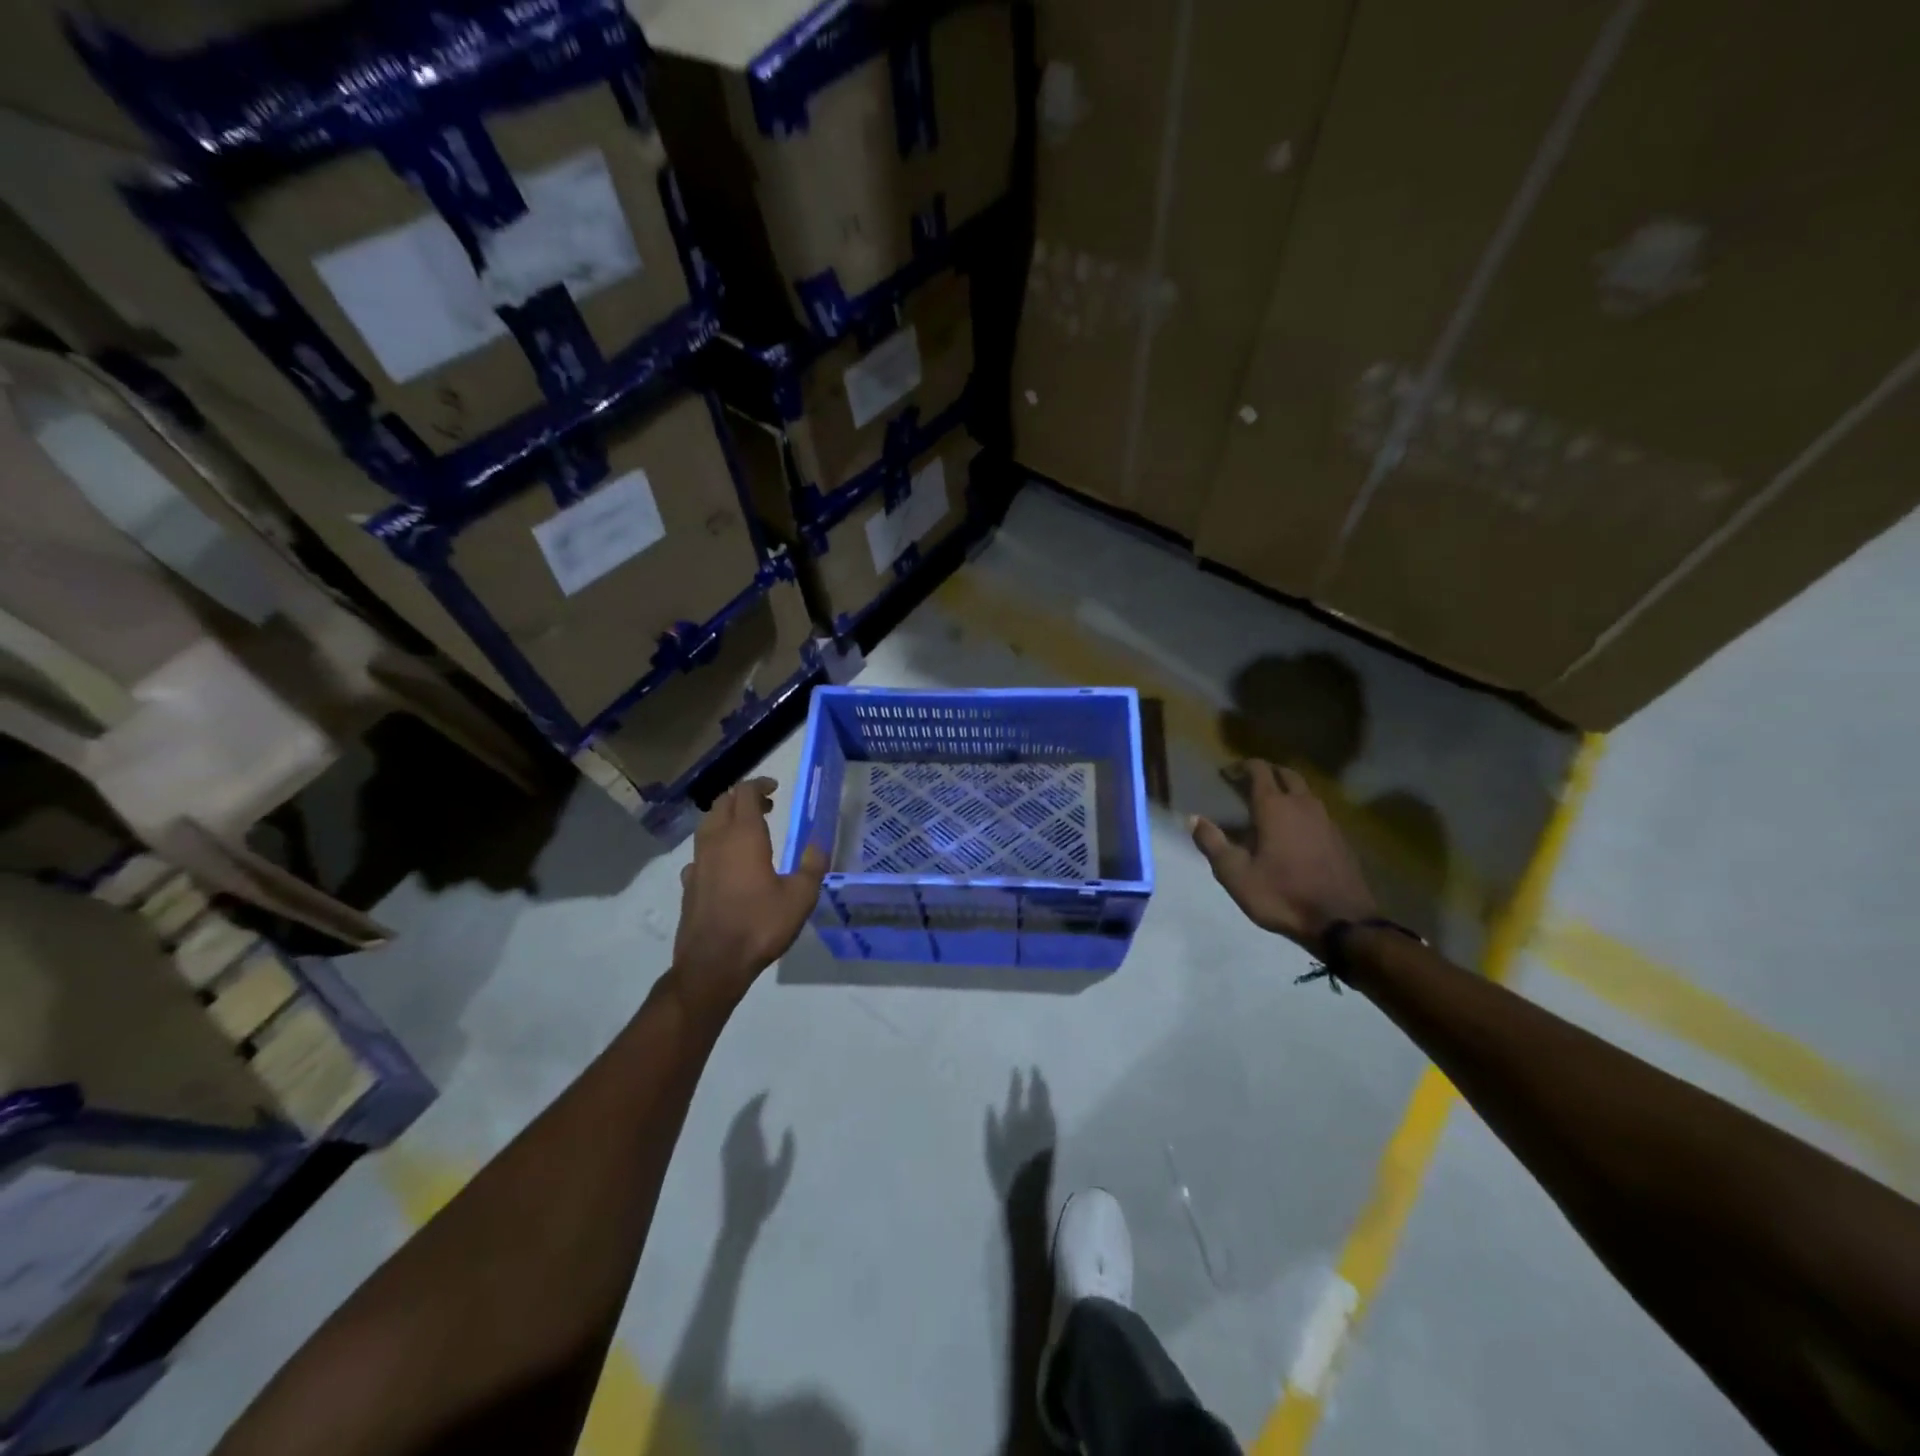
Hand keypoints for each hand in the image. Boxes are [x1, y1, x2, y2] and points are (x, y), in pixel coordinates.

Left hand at [669, 777, 827, 1020]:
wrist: (713, 963)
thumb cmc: (760, 925)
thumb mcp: (800, 897)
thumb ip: (812, 866)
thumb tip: (818, 844)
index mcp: (744, 836)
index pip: (744, 794)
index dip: (759, 785)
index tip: (775, 788)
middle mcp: (716, 842)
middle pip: (722, 804)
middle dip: (743, 799)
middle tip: (766, 806)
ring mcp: (697, 863)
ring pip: (707, 826)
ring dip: (726, 820)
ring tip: (747, 832)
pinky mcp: (688, 884)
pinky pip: (700, 853)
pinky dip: (714, 848)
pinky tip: (725, 865)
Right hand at [1190, 760, 1376, 952]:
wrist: (1341, 921)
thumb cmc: (1281, 894)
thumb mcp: (1235, 874)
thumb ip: (1212, 843)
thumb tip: (1193, 819)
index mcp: (1274, 807)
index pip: (1259, 770)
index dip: (1241, 767)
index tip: (1226, 773)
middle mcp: (1303, 805)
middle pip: (1286, 774)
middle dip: (1267, 773)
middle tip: (1248, 784)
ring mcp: (1326, 820)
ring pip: (1305, 792)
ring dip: (1287, 791)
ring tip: (1269, 807)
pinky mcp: (1340, 838)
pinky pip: (1317, 812)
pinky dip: (1301, 811)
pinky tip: (1293, 832)